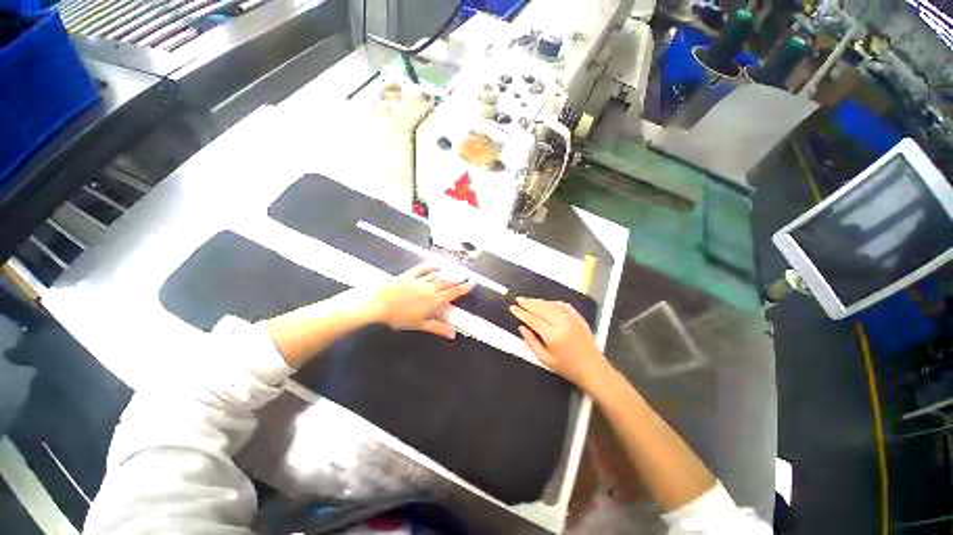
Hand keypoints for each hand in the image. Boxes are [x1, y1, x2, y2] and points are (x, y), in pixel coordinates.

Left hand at [369, 263, 474, 338]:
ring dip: (448, 273)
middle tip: (467, 276)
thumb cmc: (398, 317)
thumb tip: (453, 334)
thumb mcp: (419, 324)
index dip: (463, 288)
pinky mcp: (409, 274)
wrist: (378, 303)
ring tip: (456, 271)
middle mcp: (429, 288)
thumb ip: (437, 327)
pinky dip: (430, 266)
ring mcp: (419, 280)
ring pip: (437, 275)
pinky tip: (436, 264)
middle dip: (459, 279)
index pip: (452, 293)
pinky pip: (422, 268)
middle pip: (447, 282)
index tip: (471, 283)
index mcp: (433, 300)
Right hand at [509, 298, 610, 388]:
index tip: (512, 308)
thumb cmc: (567, 367)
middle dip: (528, 303)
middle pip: (541, 308)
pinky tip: (545, 303)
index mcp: (553, 335)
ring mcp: (572, 318)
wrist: (592, 368)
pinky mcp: (578, 317)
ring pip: (551, 304)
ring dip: (538, 301)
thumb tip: (522, 327)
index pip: (533, 319)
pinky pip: (562, 304)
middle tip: (518, 300)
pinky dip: (552, 302)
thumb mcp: (545, 359)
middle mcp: (562, 323)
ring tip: (528, 300)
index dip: (521, 313)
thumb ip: (531, 342)